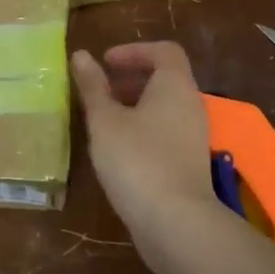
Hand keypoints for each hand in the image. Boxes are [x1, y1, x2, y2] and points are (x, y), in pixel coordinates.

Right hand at [69, 42, 219, 266]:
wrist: (176, 223)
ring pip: (165, 107)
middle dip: (131, 78)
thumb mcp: (105, 120)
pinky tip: (118, 148)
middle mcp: (190, 105)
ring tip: (103, 119)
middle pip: (165, 78)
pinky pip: (166, 131)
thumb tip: (80, 55)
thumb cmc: (137, 160)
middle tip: (100, 89)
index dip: (134, 50)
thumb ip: (93, 86)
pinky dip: (143, 128)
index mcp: (175, 85)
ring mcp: (193, 136)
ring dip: (135, 105)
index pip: (164, 51)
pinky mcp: (189, 163)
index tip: (105, 62)